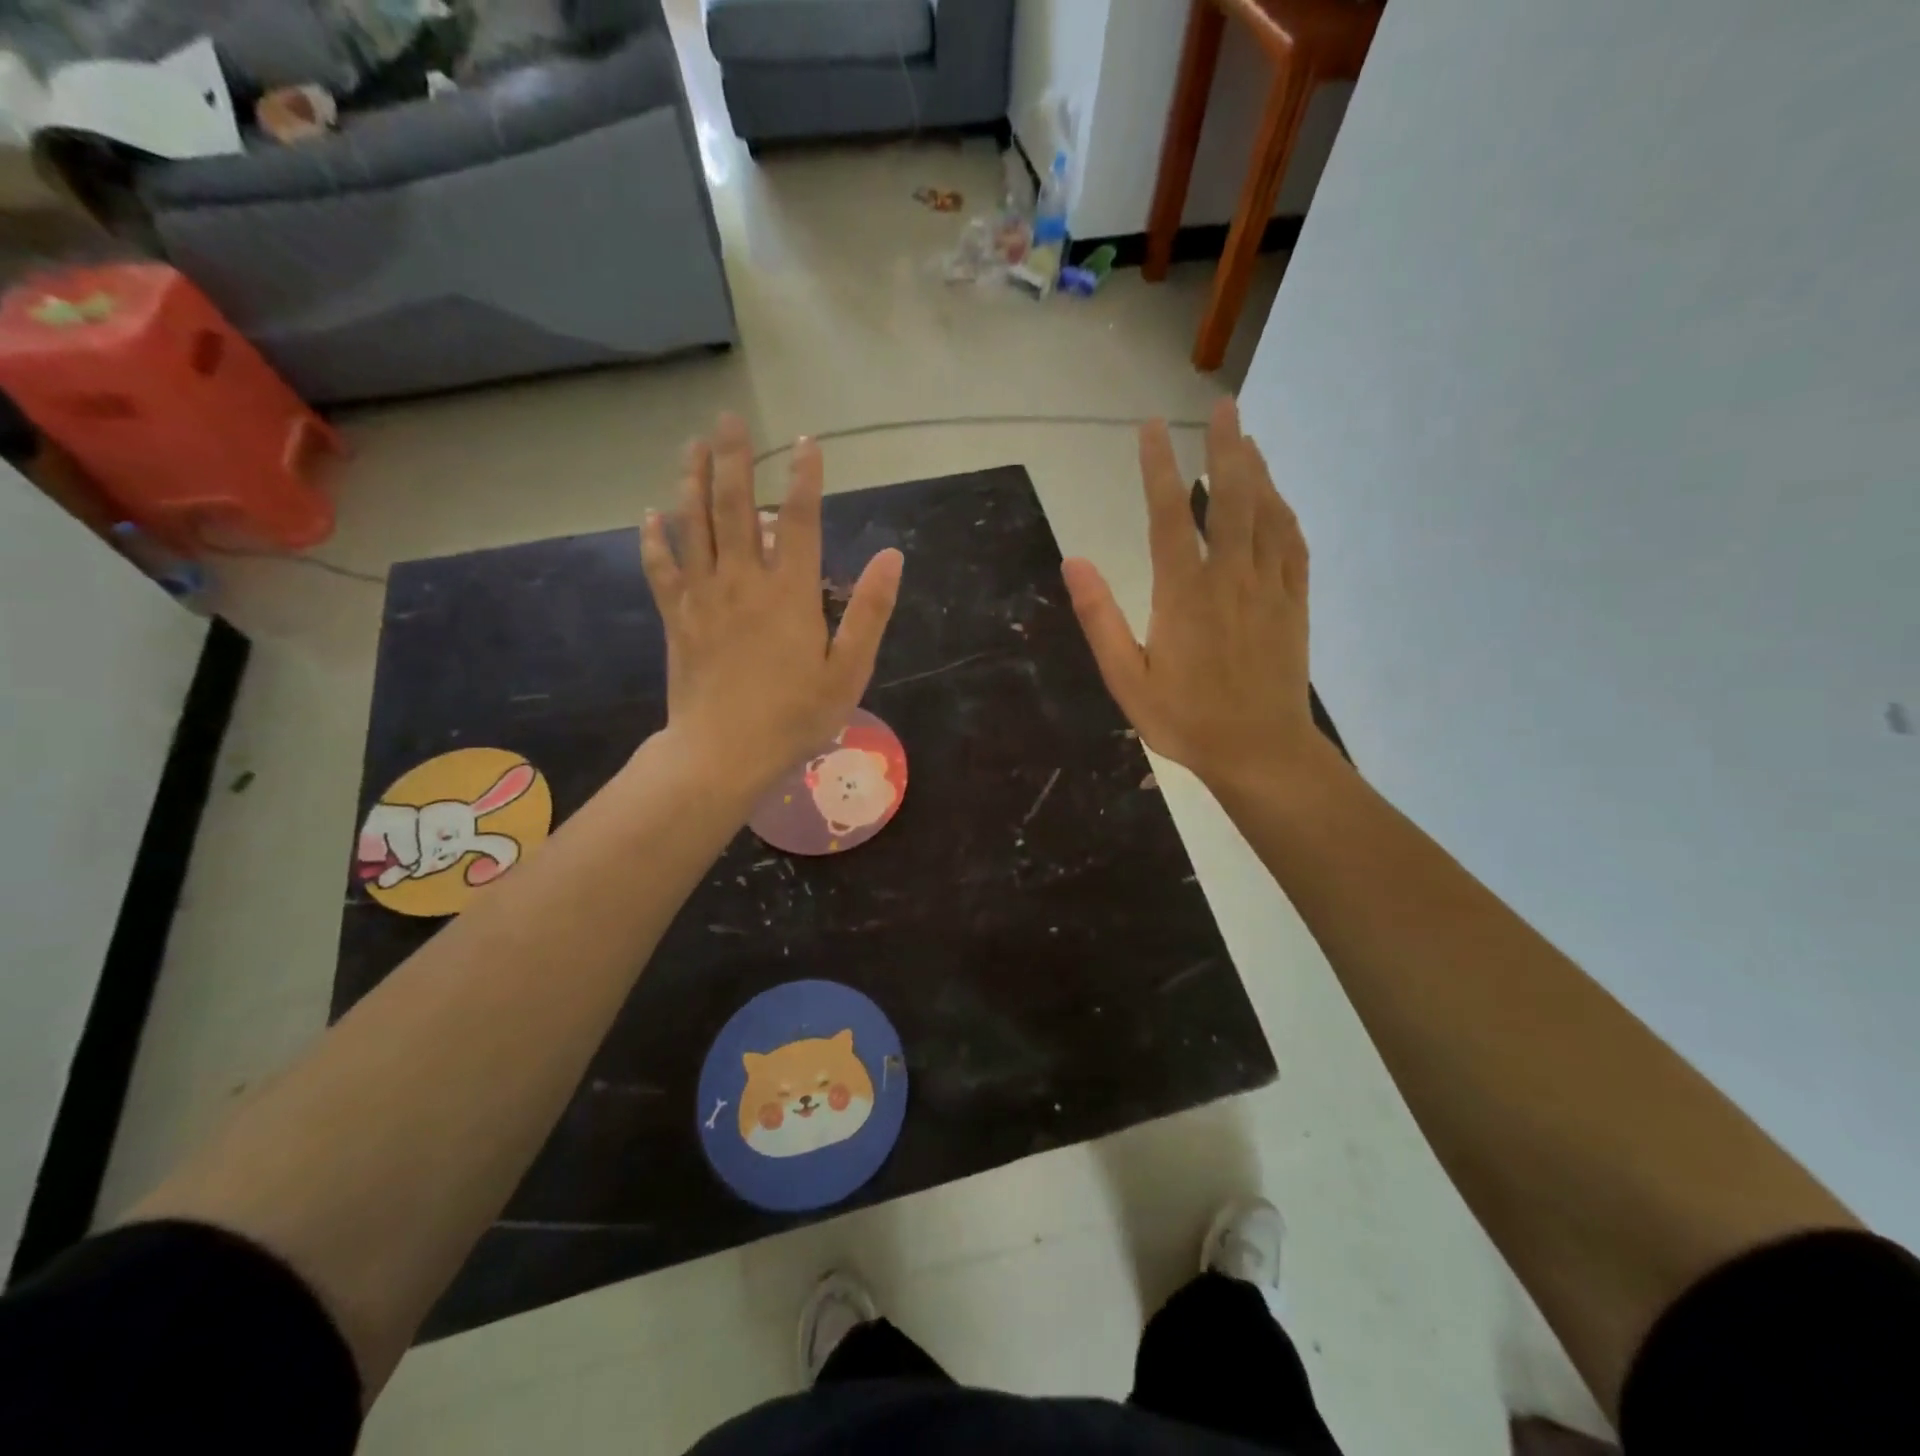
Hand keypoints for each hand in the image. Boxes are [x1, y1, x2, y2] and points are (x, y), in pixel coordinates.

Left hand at [640, 414, 902, 785]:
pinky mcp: (677, 618)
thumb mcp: (850, 670)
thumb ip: (870, 610)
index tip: (807, 441)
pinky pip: (662, 568)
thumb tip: (892, 555)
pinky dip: (655, 539)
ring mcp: (703, 597)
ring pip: (692, 526)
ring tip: (691, 445)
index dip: (804, 477)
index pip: (798, 519)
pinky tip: (651, 515)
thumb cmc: (795, 717)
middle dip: (733, 458)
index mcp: (789, 593)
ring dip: (690, 480)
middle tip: (729, 417)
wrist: (723, 753)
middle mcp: (742, 582)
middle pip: (733, 506)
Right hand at [1061, 398, 1320, 793]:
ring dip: (1256, 470)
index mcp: (1184, 593)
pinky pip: (1292, 543)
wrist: (1260, 752)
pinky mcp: (1293, 602)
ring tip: (1246, 438)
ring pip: (1267, 513)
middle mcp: (1230, 577)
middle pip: (1230, 497)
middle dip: (1225, 447)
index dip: (1158, 467)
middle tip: (1222, 406)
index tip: (1151, 429)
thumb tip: (1074, 562)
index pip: (1169, 515)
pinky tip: (1276, 498)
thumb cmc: (1185, 720)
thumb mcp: (1127, 679)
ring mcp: (1269, 587)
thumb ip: (1100, 619)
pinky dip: (1283, 512)